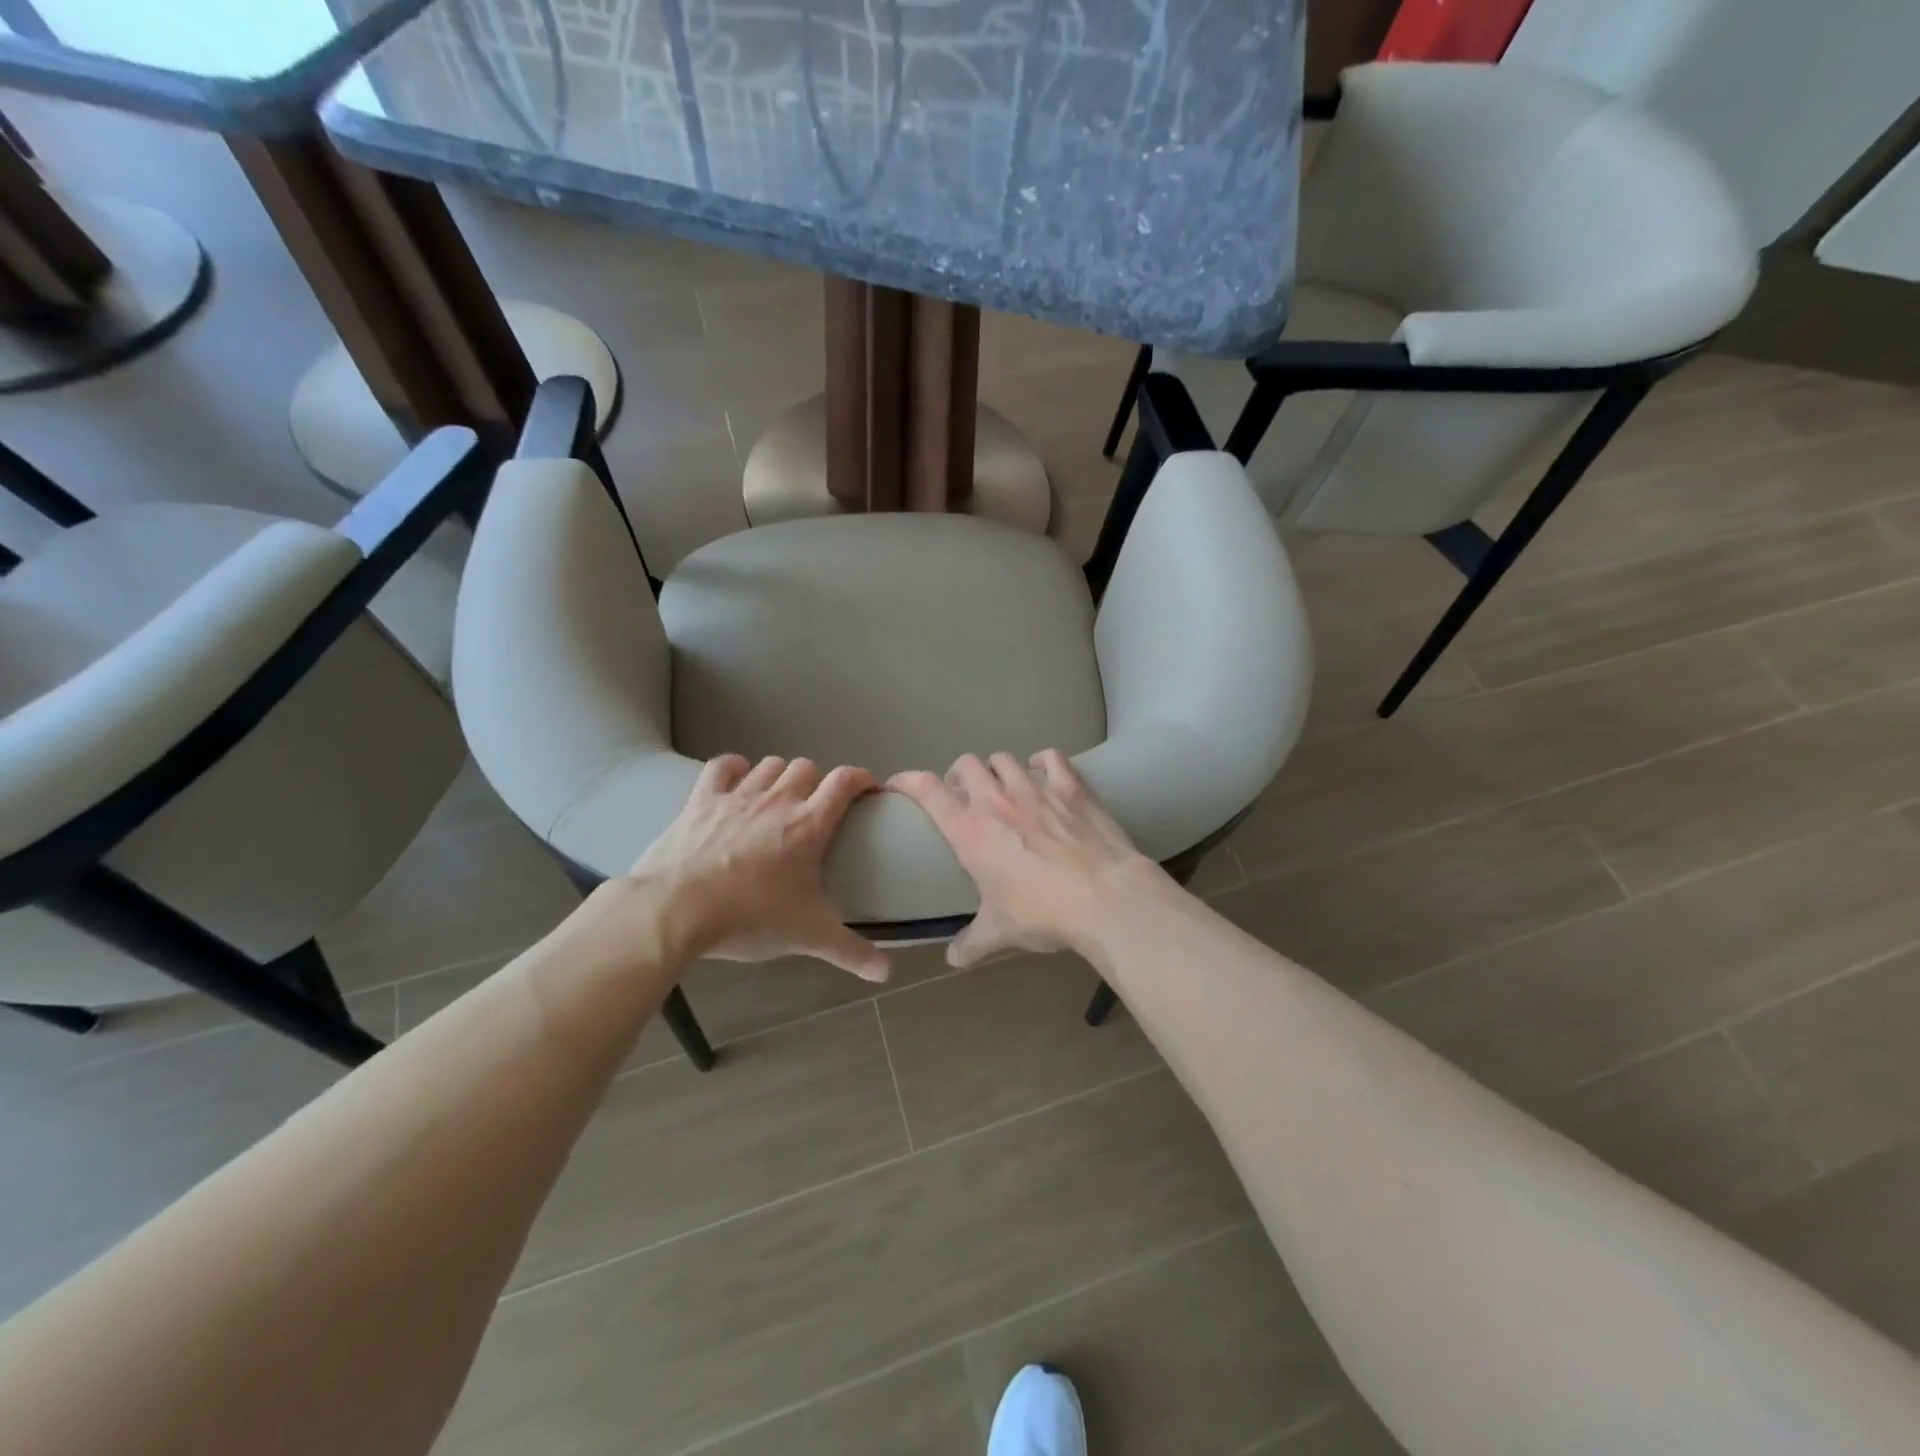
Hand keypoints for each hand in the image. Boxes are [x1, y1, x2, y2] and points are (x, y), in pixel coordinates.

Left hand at [627, 755, 888, 981]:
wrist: (675, 910)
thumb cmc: (749, 918)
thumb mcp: (807, 937)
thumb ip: (851, 952)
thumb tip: (887, 972)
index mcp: (809, 824)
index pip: (845, 781)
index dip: (861, 778)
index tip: (867, 790)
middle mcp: (777, 799)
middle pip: (806, 767)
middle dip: (816, 781)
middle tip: (815, 808)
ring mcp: (737, 795)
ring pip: (769, 765)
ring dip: (779, 775)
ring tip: (778, 797)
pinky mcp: (702, 799)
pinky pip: (723, 766)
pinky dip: (734, 768)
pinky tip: (738, 780)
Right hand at [888, 750, 1165, 967]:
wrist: (1104, 897)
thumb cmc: (1043, 913)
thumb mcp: (1001, 932)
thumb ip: (972, 943)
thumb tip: (953, 960)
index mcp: (970, 831)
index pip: (928, 790)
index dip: (908, 780)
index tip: (899, 783)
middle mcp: (996, 801)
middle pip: (965, 764)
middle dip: (959, 776)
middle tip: (964, 796)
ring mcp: (1034, 788)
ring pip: (1003, 758)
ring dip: (996, 769)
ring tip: (1003, 787)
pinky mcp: (1070, 786)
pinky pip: (1049, 756)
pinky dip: (1041, 762)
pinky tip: (1043, 776)